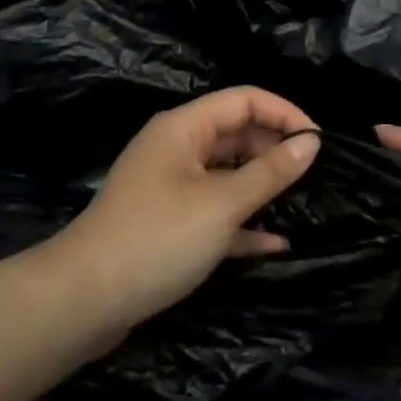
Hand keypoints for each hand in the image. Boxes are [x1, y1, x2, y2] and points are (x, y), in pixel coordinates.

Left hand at [46, 87, 319, 339]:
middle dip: (274, 149)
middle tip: (314, 175)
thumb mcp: (221, 204)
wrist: (82, 301)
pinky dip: (242, 222)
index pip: (243, 99)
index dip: (284, 112)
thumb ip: (270, 172)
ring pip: (227, 174)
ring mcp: (171, 187)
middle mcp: (177, 149)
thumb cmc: (157, 238)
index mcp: (184, 128)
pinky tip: (275, 243)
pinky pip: (215, 211)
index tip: (318, 140)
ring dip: (261, 187)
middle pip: (236, 134)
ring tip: (301, 202)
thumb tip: (311, 142)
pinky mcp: (168, 224)